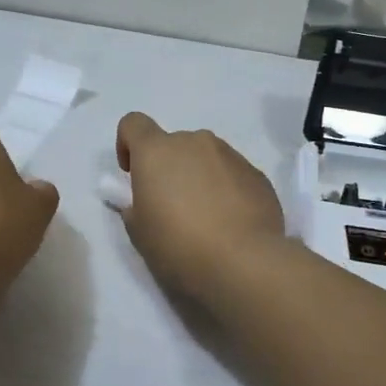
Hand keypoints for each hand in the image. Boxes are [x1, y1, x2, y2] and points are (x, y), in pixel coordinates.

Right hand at [114, 113, 285, 305]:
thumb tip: (146, 200)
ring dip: (199, 177)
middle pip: (173, 144)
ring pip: (206, 158)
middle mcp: (194, 142)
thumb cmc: (179, 245)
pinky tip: (231, 223)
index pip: (133, 123)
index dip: (128, 144)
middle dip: (169, 168)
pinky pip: (232, 174)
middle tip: (172, 208)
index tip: (133, 174)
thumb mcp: (139, 232)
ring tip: (206, 218)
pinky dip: (226, 190)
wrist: (244, 262)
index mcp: (157, 151)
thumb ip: (135, 207)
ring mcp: (230, 155)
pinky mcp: (258, 174)